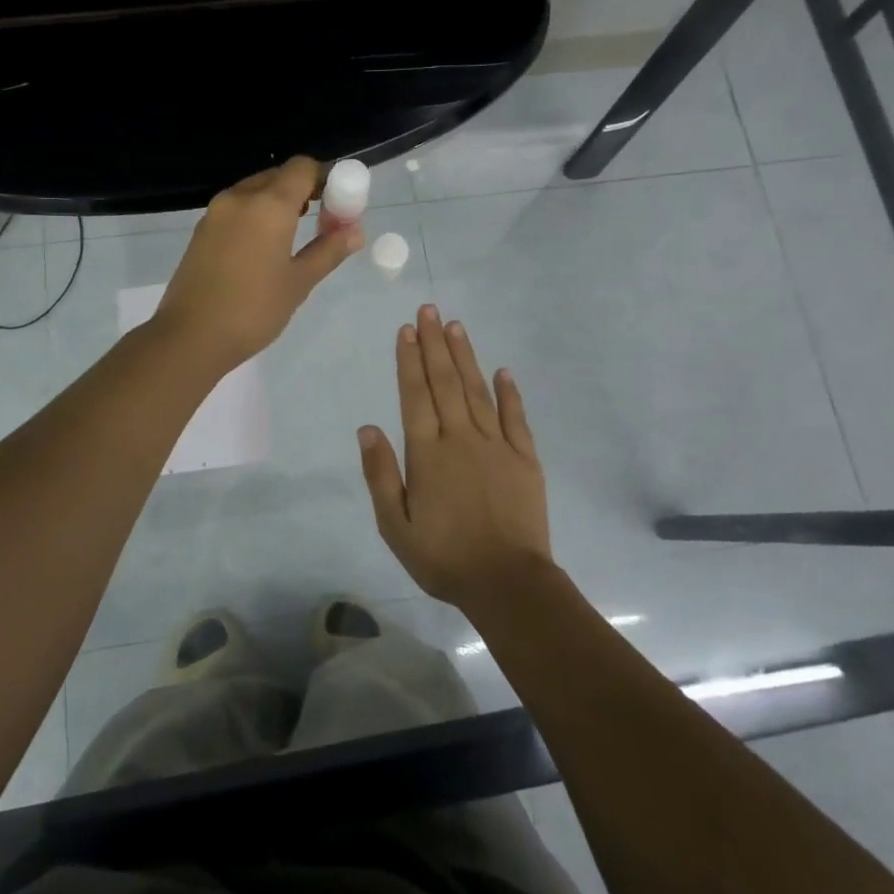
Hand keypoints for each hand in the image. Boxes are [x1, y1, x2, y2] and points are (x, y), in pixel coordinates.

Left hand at [154, 157, 363, 371]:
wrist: (190, 337)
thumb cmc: (253, 310)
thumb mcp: (299, 282)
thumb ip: (328, 250)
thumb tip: (355, 231)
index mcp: (268, 204)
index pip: (302, 168)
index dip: (325, 178)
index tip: (338, 204)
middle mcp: (240, 197)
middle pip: (278, 176)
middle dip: (303, 191)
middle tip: (321, 223)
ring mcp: (215, 212)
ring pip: (255, 191)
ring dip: (277, 203)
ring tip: (292, 238)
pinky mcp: (201, 230)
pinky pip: (236, 209)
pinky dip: (255, 216)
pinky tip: (262, 249)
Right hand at [357, 305, 553, 607]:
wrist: (506, 582)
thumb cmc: (443, 557)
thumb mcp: (395, 525)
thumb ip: (381, 474)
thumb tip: (367, 428)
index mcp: (427, 453)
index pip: (415, 395)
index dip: (409, 360)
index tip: (406, 330)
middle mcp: (461, 438)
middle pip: (446, 382)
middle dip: (434, 344)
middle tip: (429, 310)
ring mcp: (497, 445)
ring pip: (478, 391)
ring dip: (466, 357)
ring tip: (455, 327)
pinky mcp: (525, 458)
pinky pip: (516, 417)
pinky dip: (509, 392)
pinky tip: (503, 371)